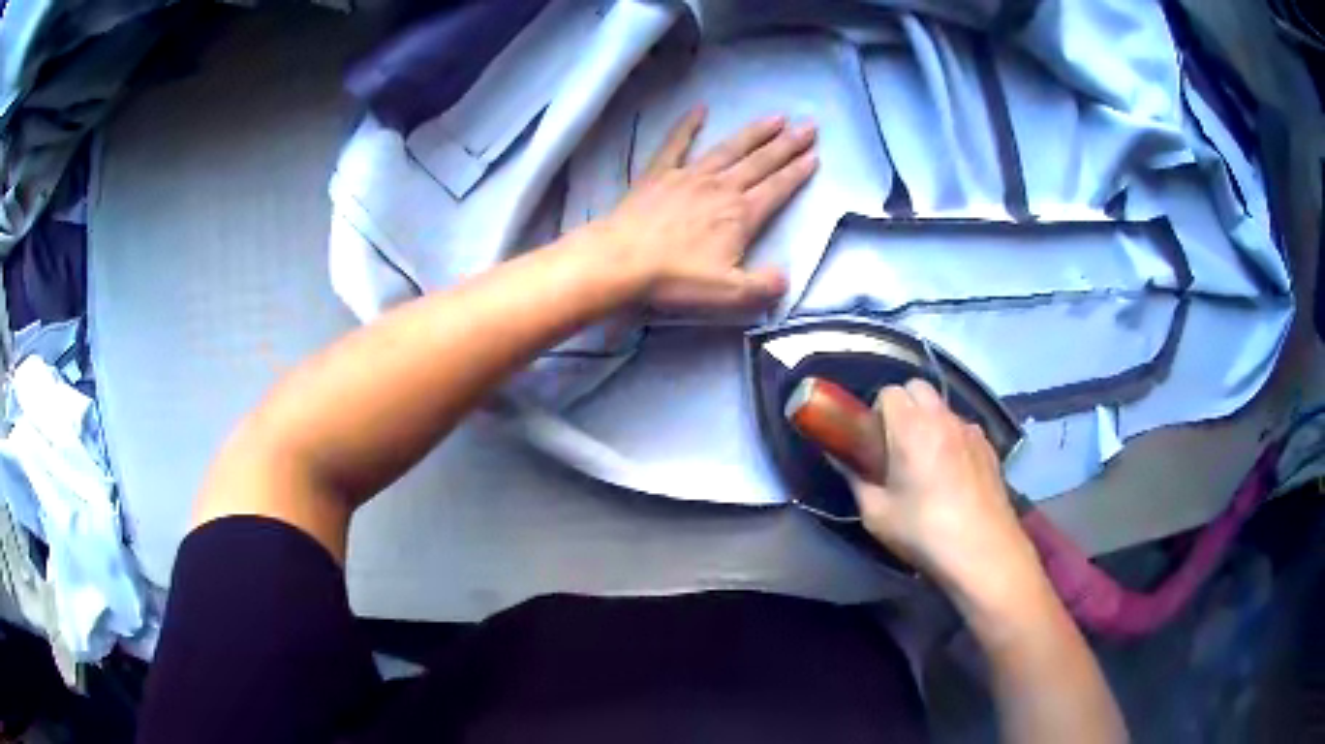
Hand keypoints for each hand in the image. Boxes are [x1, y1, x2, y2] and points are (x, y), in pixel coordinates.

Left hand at [599, 106, 817, 310]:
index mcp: (741, 214)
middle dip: (788, 144)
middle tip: (809, 125)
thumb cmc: (676, 279)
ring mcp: (689, 176)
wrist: (621, 261)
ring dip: (754, 132)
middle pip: (761, 162)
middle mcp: (721, 187)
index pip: (778, 189)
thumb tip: (785, 277)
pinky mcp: (659, 174)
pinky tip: (700, 109)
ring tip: (776, 117)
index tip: (815, 156)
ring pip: (729, 148)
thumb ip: (764, 285)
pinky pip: (676, 143)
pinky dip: (688, 125)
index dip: (798, 173)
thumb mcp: (730, 293)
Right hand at [850, 380, 1045, 612]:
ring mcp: (971, 430)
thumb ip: (857, 481)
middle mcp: (943, 418)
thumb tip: (845, 464)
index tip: (873, 443)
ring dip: (929, 423)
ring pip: (943, 408)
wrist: (983, 552)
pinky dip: (952, 439)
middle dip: (903, 407)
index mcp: (912, 427)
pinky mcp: (989, 447)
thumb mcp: (876, 514)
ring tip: (926, 463)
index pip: (888, 392)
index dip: (876, 413)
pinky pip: (963, 429)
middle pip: (918, 388)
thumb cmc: (924, 532)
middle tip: (896, 446)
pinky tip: (952, 476)